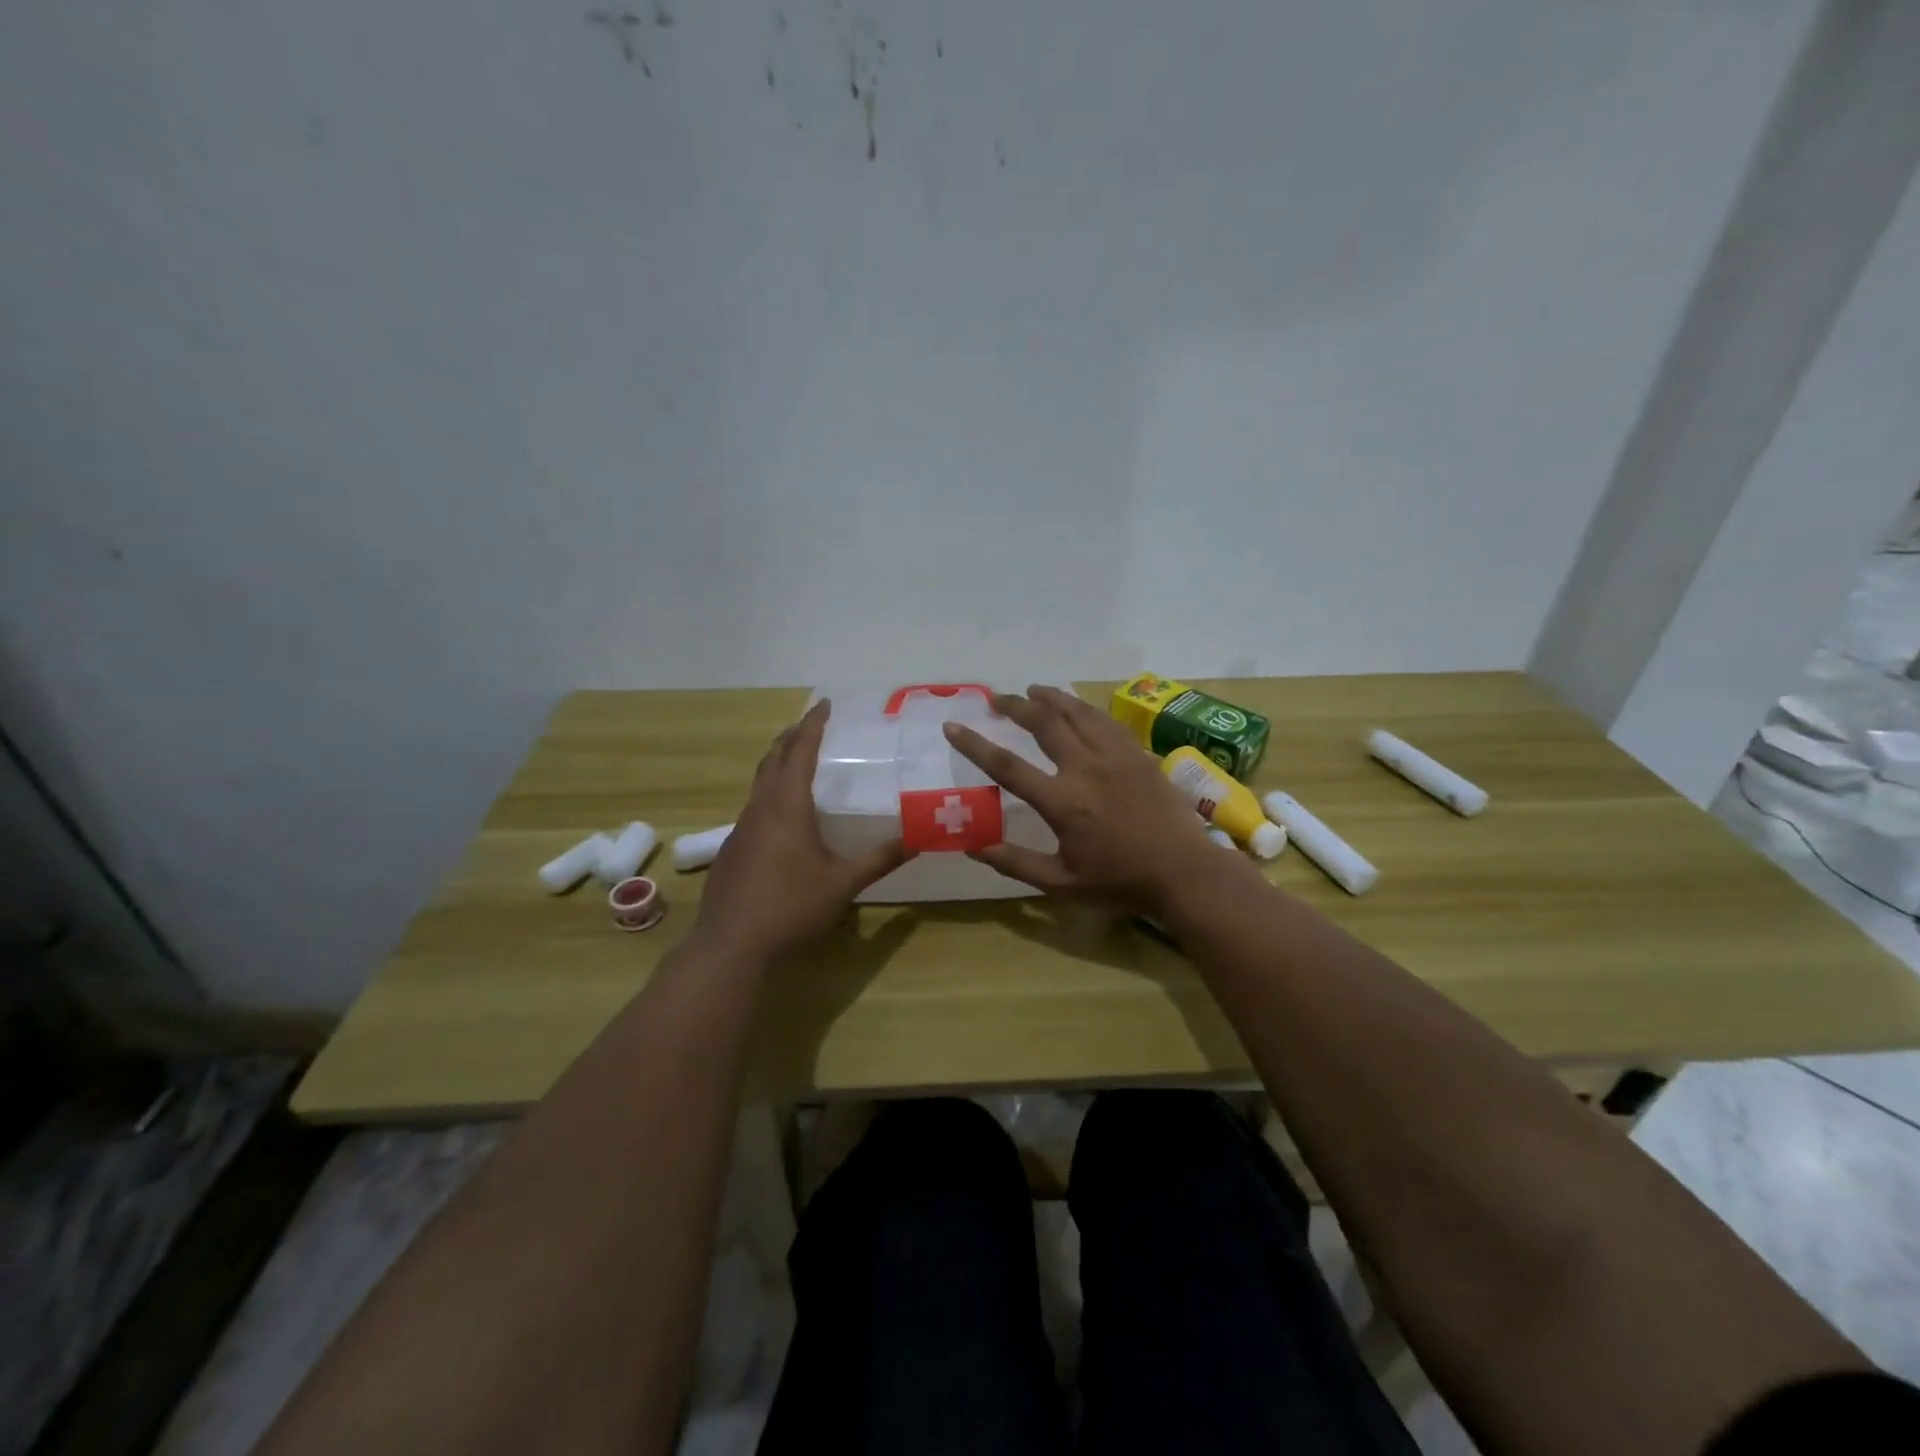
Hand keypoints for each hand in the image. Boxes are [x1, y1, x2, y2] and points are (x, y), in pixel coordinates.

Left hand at [692, 700, 913, 959]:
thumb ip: (879, 859)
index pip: (801, 751)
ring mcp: (741, 829)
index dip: (813, 725)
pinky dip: (769, 792)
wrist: (731, 945)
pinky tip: (781, 816)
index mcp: (788, 806)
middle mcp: (761, 808)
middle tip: (810, 725)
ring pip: (759, 782)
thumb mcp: (843, 883)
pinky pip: (753, 806)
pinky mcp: (732, 850)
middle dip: (791, 737)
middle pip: (773, 759)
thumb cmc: (791, 907)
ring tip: (796, 761)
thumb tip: (918, 839)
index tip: (823, 704)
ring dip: (778, 763)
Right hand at [943, 684, 1230, 914]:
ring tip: (1033, 689)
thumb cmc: (1121, 882)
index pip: (1008, 766)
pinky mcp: (1139, 755)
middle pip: (1044, 723)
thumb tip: (974, 848)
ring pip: (1078, 713)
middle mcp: (1086, 769)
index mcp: (1062, 802)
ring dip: (1051, 697)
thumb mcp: (1062, 883)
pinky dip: (1085, 709)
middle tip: (996, 697)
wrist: (1184, 873)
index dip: (975, 745)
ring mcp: (1116, 757)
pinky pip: (1107, 721)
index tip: (953, 726)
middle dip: (1015, 706)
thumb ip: (1016, 863)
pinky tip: (1079, 708)